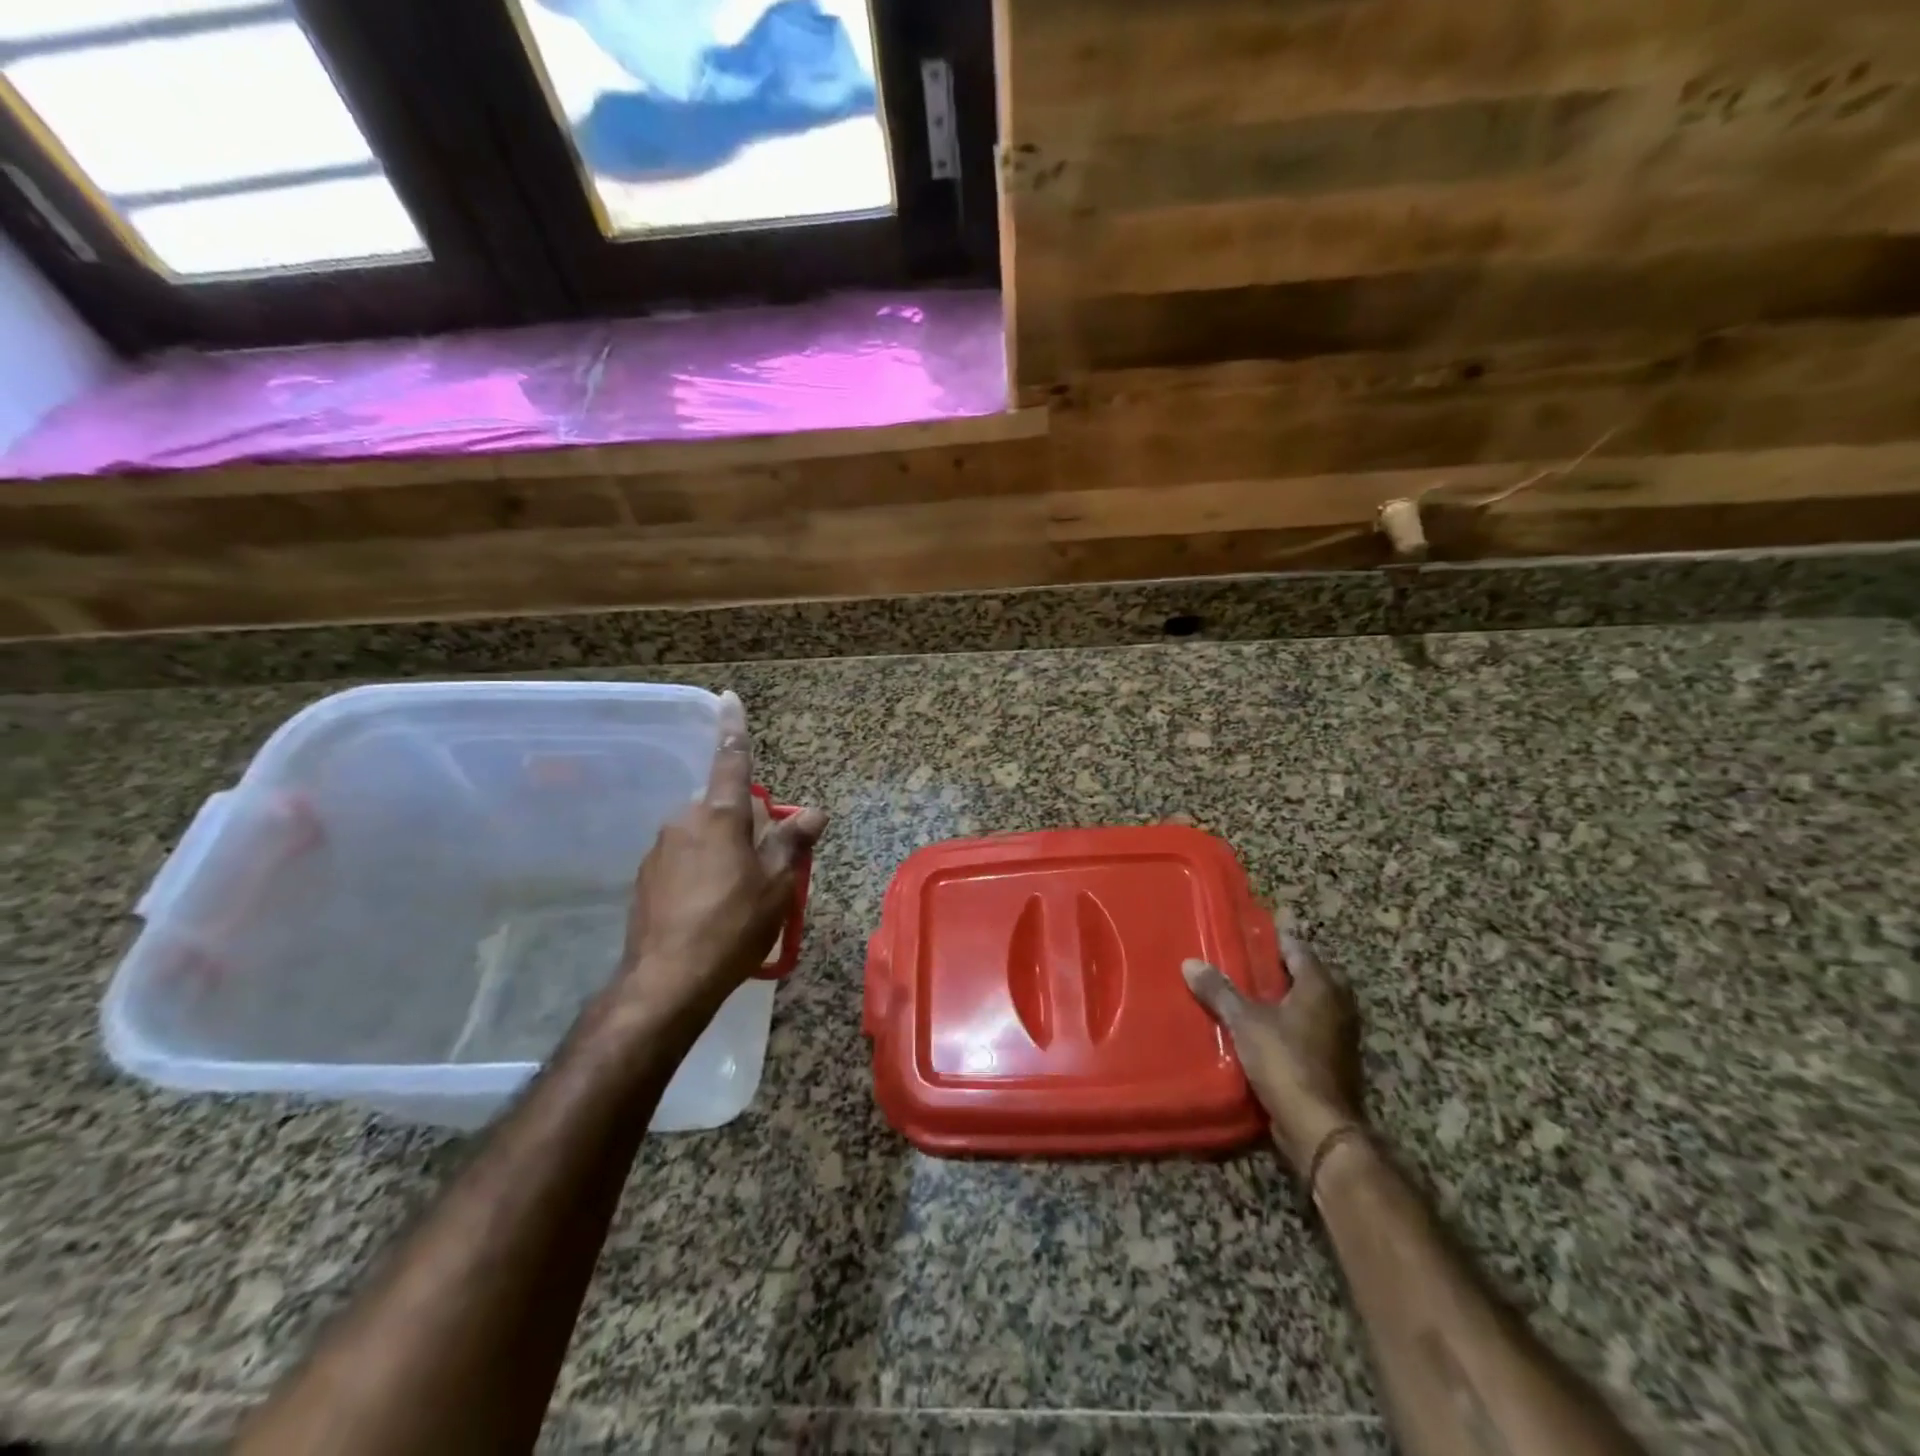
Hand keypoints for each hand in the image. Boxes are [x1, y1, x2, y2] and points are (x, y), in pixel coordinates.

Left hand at [614, 691, 826, 1022]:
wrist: (667, 981)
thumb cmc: (732, 925)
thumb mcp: (776, 885)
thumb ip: (792, 841)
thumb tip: (814, 811)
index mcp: (719, 817)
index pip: (731, 761)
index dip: (734, 729)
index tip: (728, 697)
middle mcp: (684, 822)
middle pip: (723, 807)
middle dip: (746, 824)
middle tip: (766, 865)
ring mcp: (660, 849)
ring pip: (703, 834)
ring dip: (724, 849)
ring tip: (740, 895)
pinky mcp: (645, 876)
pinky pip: (684, 858)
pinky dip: (701, 869)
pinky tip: (710, 908)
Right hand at [1184, 921, 1364, 1176]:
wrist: (1318, 1126)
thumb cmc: (1285, 1060)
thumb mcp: (1245, 1021)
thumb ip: (1219, 991)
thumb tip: (1189, 962)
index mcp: (1321, 986)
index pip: (1298, 949)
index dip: (1276, 938)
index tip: (1254, 930)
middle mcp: (1337, 1005)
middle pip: (1310, 975)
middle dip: (1283, 968)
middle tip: (1250, 960)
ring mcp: (1340, 1036)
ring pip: (1311, 1004)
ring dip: (1287, 998)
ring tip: (1251, 992)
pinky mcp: (1334, 1062)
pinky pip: (1309, 1029)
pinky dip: (1290, 1024)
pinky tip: (1263, 1027)